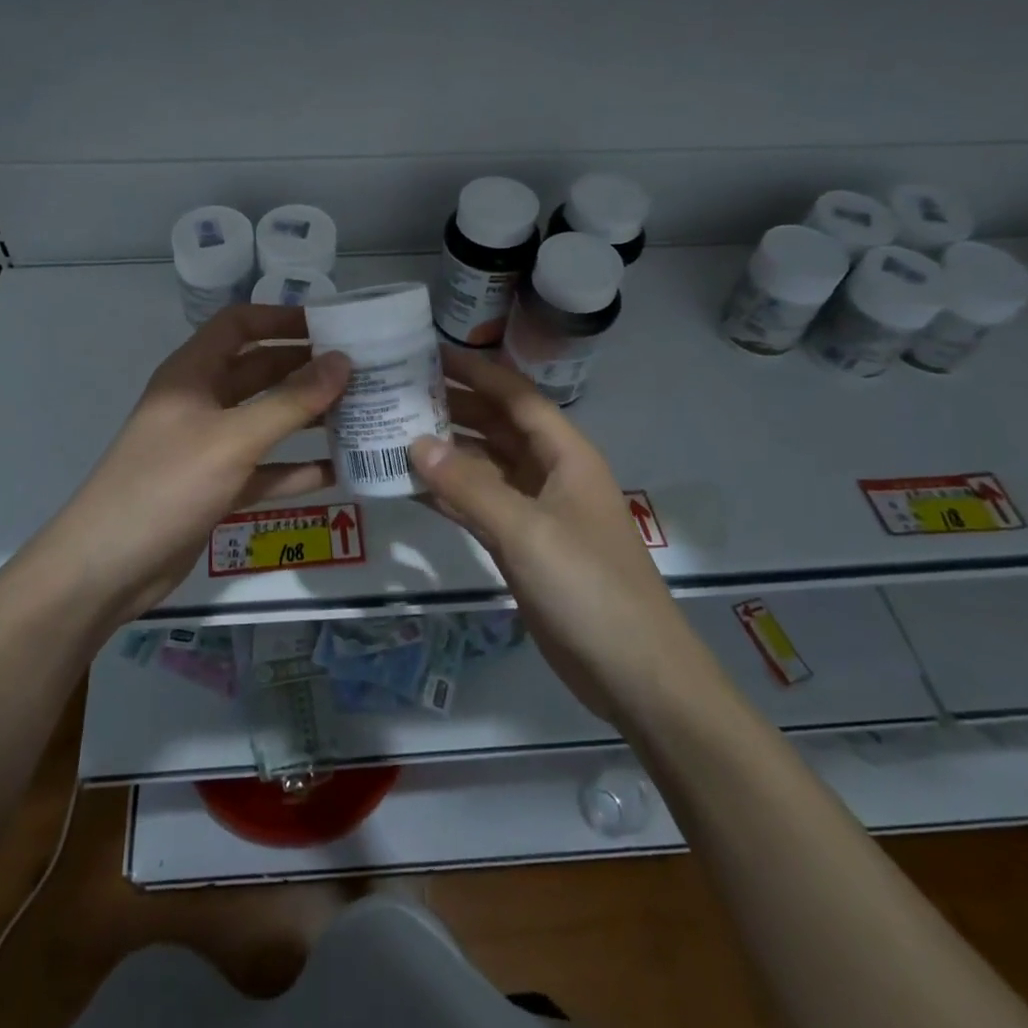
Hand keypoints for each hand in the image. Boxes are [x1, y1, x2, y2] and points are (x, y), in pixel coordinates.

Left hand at [32, 305, 351, 629]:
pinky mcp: (217, 487)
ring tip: (361, 414)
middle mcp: (201, 402)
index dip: (281, 319)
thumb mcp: (232, 439)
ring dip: (307, 417)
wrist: (107, 568)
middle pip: (259, 371)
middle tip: (362, 372)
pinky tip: (338, 471)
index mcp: (193, 374)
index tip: (332, 326)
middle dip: (306, 369)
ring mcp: (208, 447)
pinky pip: (265, 468)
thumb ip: (290, 401)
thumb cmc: (167, 485)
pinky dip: (296, 468)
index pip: (239, 325)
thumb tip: (343, 361)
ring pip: (266, 420)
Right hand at [410, 348, 676, 723]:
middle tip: (399, 391)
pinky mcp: (523, 546)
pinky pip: (480, 506)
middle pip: (498, 425)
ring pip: (486, 465)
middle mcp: (551, 473)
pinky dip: (449, 495)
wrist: (633, 674)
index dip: (475, 370)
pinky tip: (411, 486)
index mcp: (565, 454)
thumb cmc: (588, 587)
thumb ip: (469, 485)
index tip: (427, 353)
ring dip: (447, 450)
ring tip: (394, 432)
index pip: (515, 395)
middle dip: (455, 405)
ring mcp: (537, 511)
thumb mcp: (526, 530)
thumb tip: (416, 442)